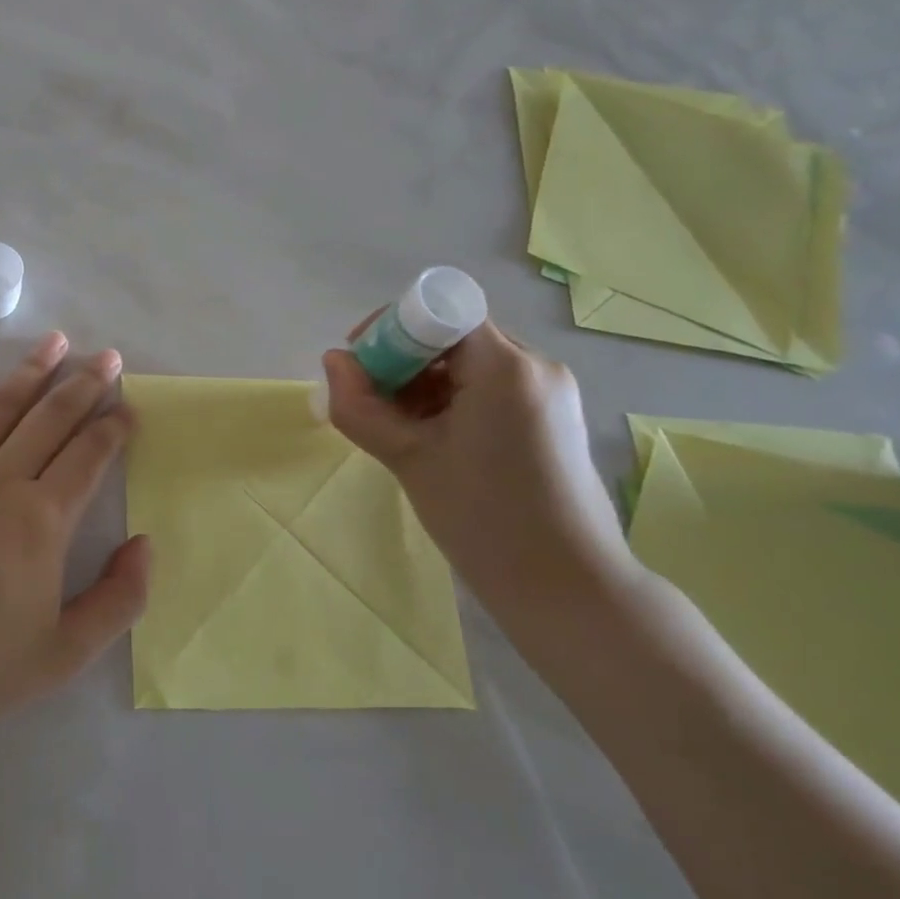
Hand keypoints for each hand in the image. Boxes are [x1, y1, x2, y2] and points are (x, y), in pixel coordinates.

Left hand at [0, 333, 152, 731]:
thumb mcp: (67, 652)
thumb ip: (119, 598)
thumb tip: (144, 544)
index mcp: (43, 519)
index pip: (89, 456)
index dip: (114, 428)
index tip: (128, 409)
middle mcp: (0, 481)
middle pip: (51, 418)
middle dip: (84, 384)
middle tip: (106, 357)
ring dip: (30, 371)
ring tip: (54, 341)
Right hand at [321, 320, 630, 610]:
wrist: (565, 586)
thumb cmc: (482, 517)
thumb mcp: (408, 458)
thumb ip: (360, 405)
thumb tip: (333, 362)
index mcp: (505, 367)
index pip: (440, 312)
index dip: (393, 328)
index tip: (362, 364)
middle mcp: (535, 366)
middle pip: (453, 336)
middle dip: (403, 361)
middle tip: (371, 403)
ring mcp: (549, 392)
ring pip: (469, 363)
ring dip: (424, 384)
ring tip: (398, 429)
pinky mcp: (551, 417)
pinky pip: (489, 388)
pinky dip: (451, 401)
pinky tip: (431, 440)